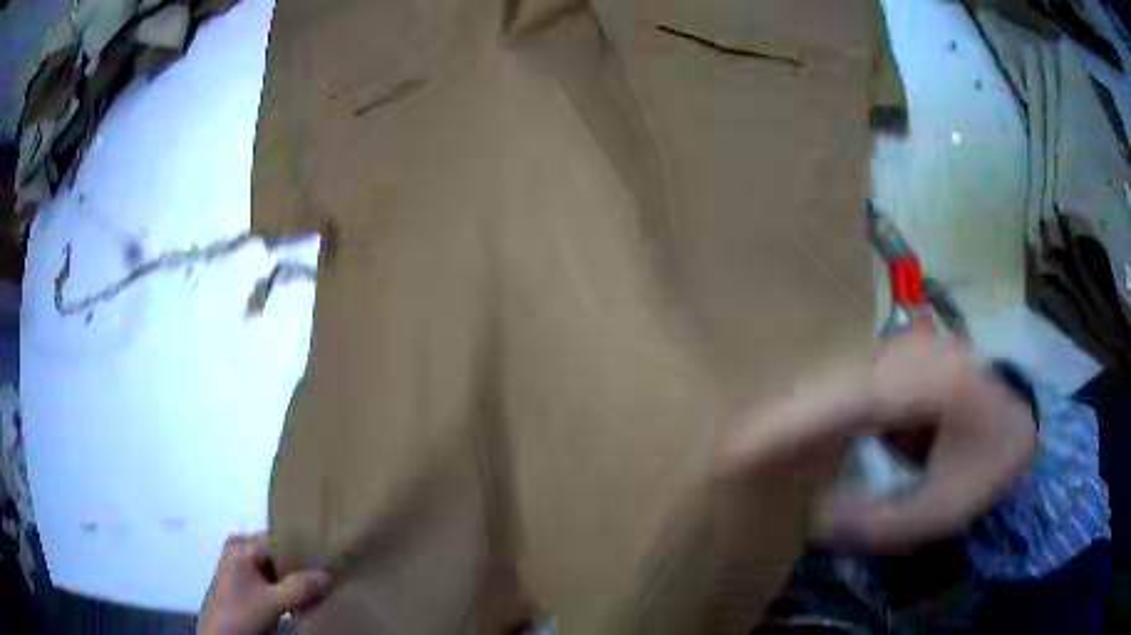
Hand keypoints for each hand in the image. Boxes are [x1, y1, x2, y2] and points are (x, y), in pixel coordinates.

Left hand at [198, 533, 329, 634]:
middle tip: (327, 577)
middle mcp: (241, 551)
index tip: (327, 559)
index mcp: (242, 547)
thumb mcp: (273, 603)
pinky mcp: (247, 586)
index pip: (279, 540)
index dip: (303, 550)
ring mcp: (243, 569)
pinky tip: (305, 601)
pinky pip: (273, 581)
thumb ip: (300, 588)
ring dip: (297, 581)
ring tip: (320, 590)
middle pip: (278, 554)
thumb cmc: (241, 613)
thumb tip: (329, 575)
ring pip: (277, 569)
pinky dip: (288, 590)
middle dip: (302, 567)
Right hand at [721, 334, 1036, 553]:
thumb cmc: (990, 460)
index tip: (735, 450)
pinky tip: (796, 436)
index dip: (790, 423)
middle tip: (729, 456)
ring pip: (831, 378)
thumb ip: (883, 519)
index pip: (848, 401)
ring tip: (751, 450)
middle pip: (829, 381)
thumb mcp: (946, 506)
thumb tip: (815, 516)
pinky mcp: (892, 358)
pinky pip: (842, 383)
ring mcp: (899, 349)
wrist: (1018, 413)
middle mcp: (907, 354)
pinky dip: (813, 411)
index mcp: (930, 384)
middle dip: (778, 418)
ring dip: (792, 414)